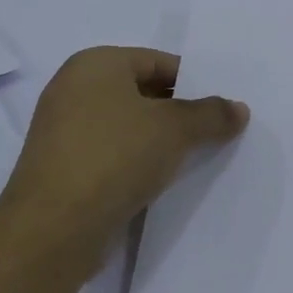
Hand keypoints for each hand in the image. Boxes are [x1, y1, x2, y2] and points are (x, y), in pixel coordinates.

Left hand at [0, 47, 247, 270]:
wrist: (52, 231)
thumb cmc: (114, 157)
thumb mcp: (176, 128)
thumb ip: (212, 114)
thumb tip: (239, 109)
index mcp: (95, 64)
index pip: (159, 61)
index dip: (194, 82)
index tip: (221, 106)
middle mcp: (73, 89)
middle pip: (143, 92)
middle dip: (180, 111)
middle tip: (216, 130)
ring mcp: (63, 131)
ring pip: (128, 126)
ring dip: (160, 140)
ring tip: (196, 156)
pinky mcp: (63, 169)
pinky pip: (112, 154)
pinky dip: (138, 162)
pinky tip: (163, 180)